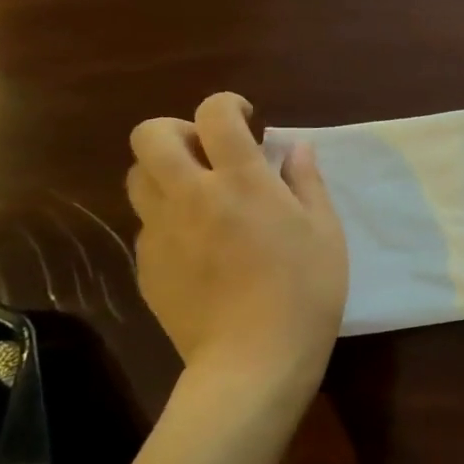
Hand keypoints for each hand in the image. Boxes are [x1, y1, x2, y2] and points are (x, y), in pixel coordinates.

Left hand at [126, 92, 347, 402]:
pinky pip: (147, 223)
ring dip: (165, 171)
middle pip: (150, 135)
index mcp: (242, 182)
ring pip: (137, 176)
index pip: (215, 115)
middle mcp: (192, 196)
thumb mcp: (325, 231)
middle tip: (211, 152)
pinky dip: (169, 217)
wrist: (253, 360)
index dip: (227, 104)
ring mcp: (161, 232)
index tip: (246, 117)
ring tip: (201, 193)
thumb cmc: (305, 290)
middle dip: (178, 129)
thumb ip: (307, 182)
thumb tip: (295, 147)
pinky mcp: (146, 266)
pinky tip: (201, 245)